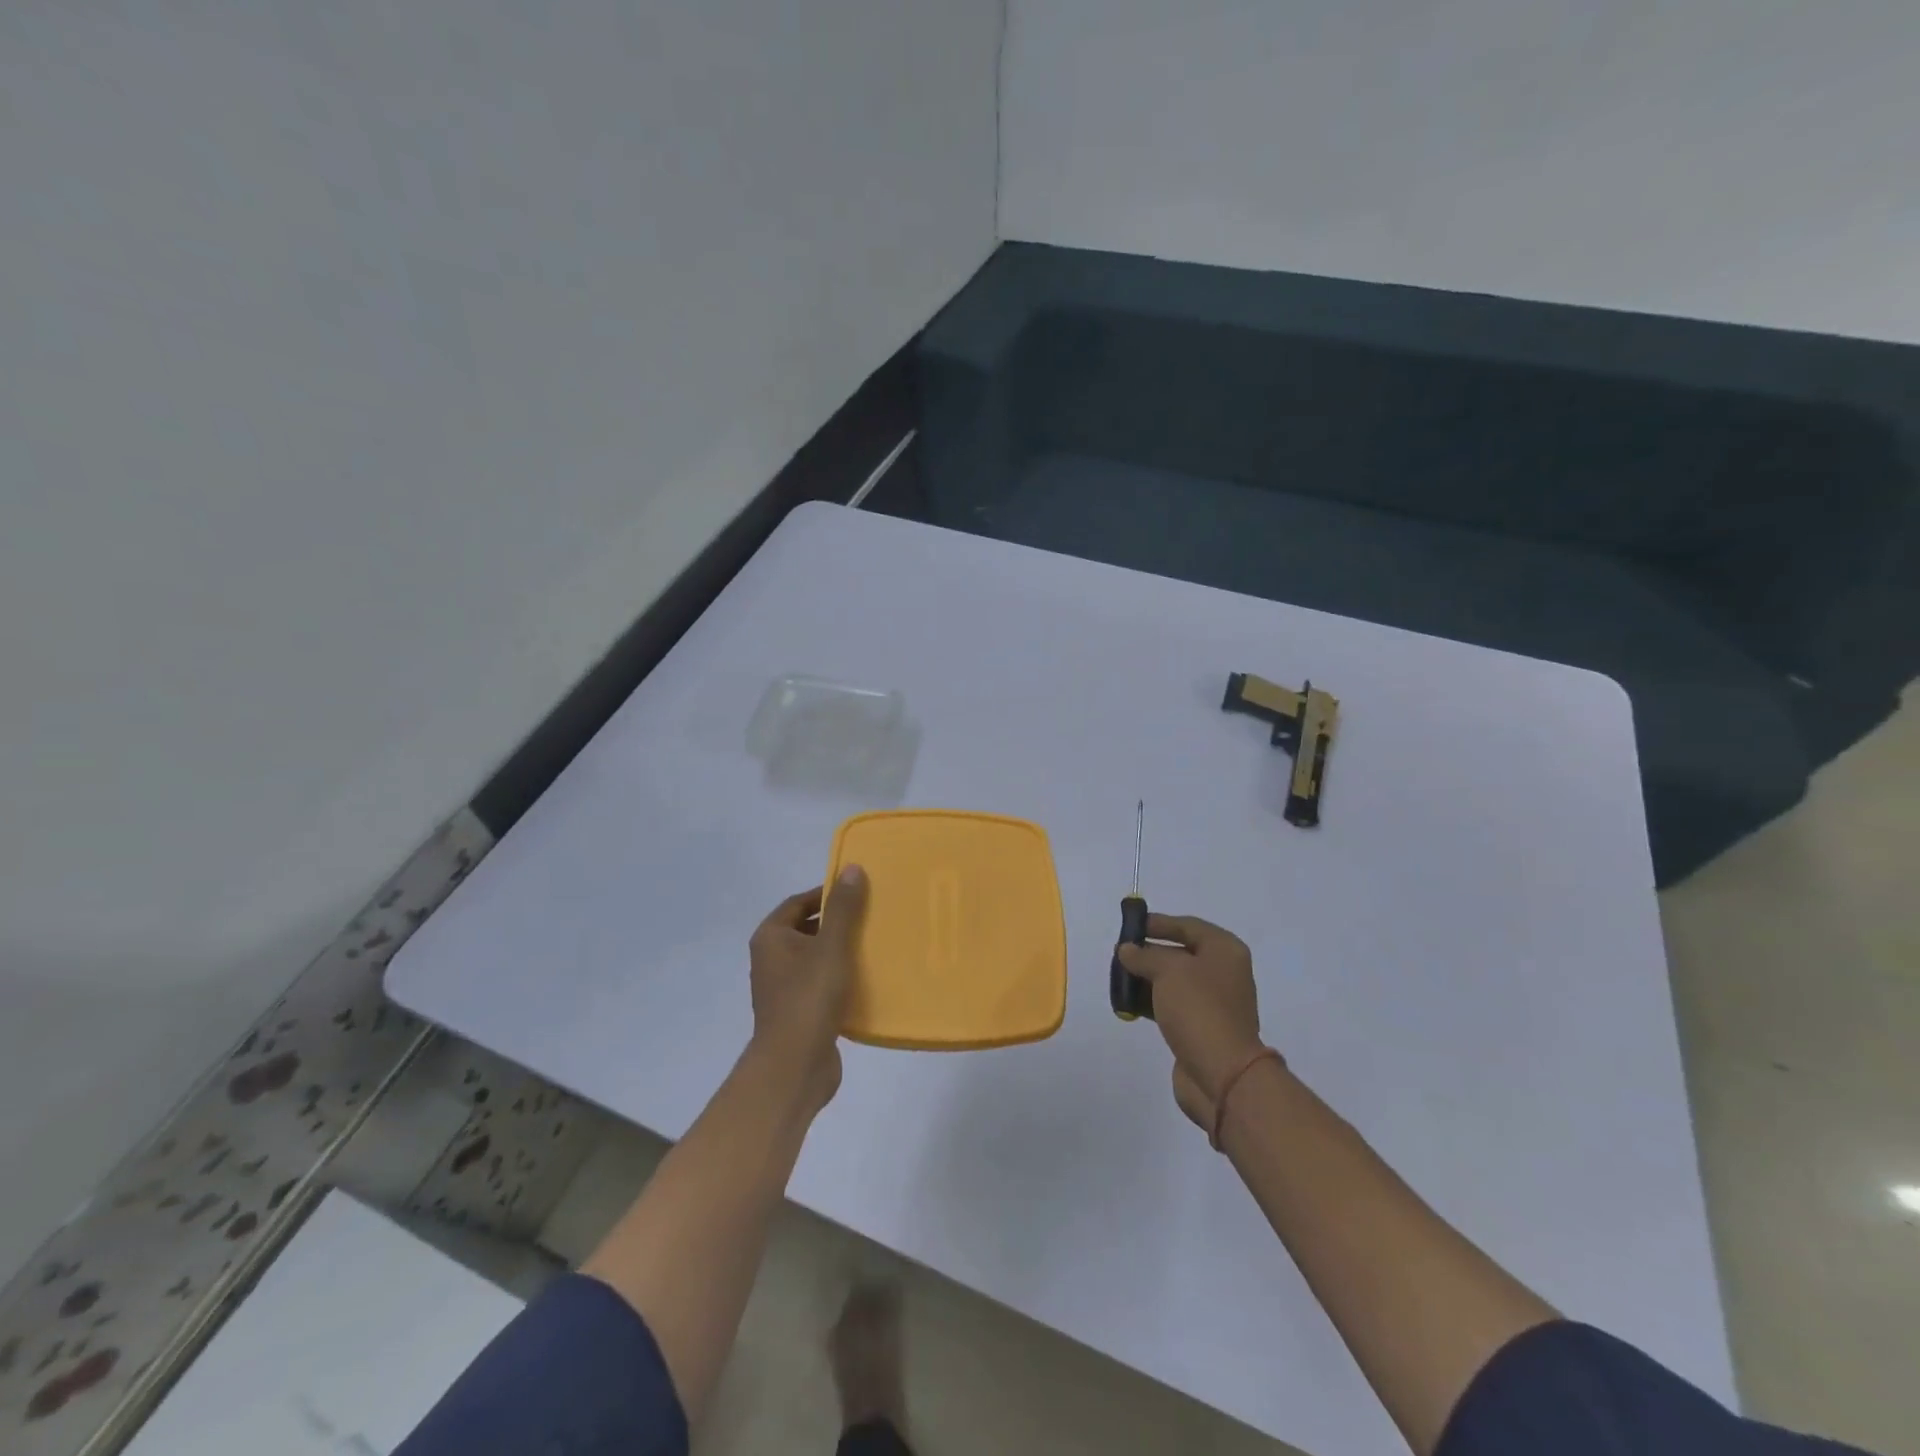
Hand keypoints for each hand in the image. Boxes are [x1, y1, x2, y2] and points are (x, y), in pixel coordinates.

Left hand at [748, 866, 868, 1113]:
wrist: (794, 1066)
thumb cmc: (809, 998)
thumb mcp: (831, 947)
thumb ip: (843, 908)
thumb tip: (851, 868)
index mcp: (771, 937)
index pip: (799, 902)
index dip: (827, 893)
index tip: (858, 891)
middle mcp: (772, 959)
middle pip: (808, 928)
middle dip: (838, 922)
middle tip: (873, 915)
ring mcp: (784, 987)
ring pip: (817, 957)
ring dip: (843, 950)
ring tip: (877, 943)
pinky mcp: (800, 1011)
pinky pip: (823, 983)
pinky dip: (843, 977)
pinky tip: (870, 978)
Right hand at [1116, 915, 1266, 1131]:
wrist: (1223, 1074)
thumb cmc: (1199, 1008)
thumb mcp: (1168, 970)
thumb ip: (1144, 955)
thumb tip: (1127, 950)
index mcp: (1225, 950)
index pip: (1188, 925)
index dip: (1159, 923)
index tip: (1130, 925)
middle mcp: (1224, 972)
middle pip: (1182, 952)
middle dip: (1150, 952)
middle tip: (1121, 953)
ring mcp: (1215, 1002)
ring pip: (1175, 981)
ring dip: (1148, 978)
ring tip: (1119, 978)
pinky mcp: (1202, 1028)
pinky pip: (1174, 1005)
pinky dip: (1153, 1001)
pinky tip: (1130, 1004)